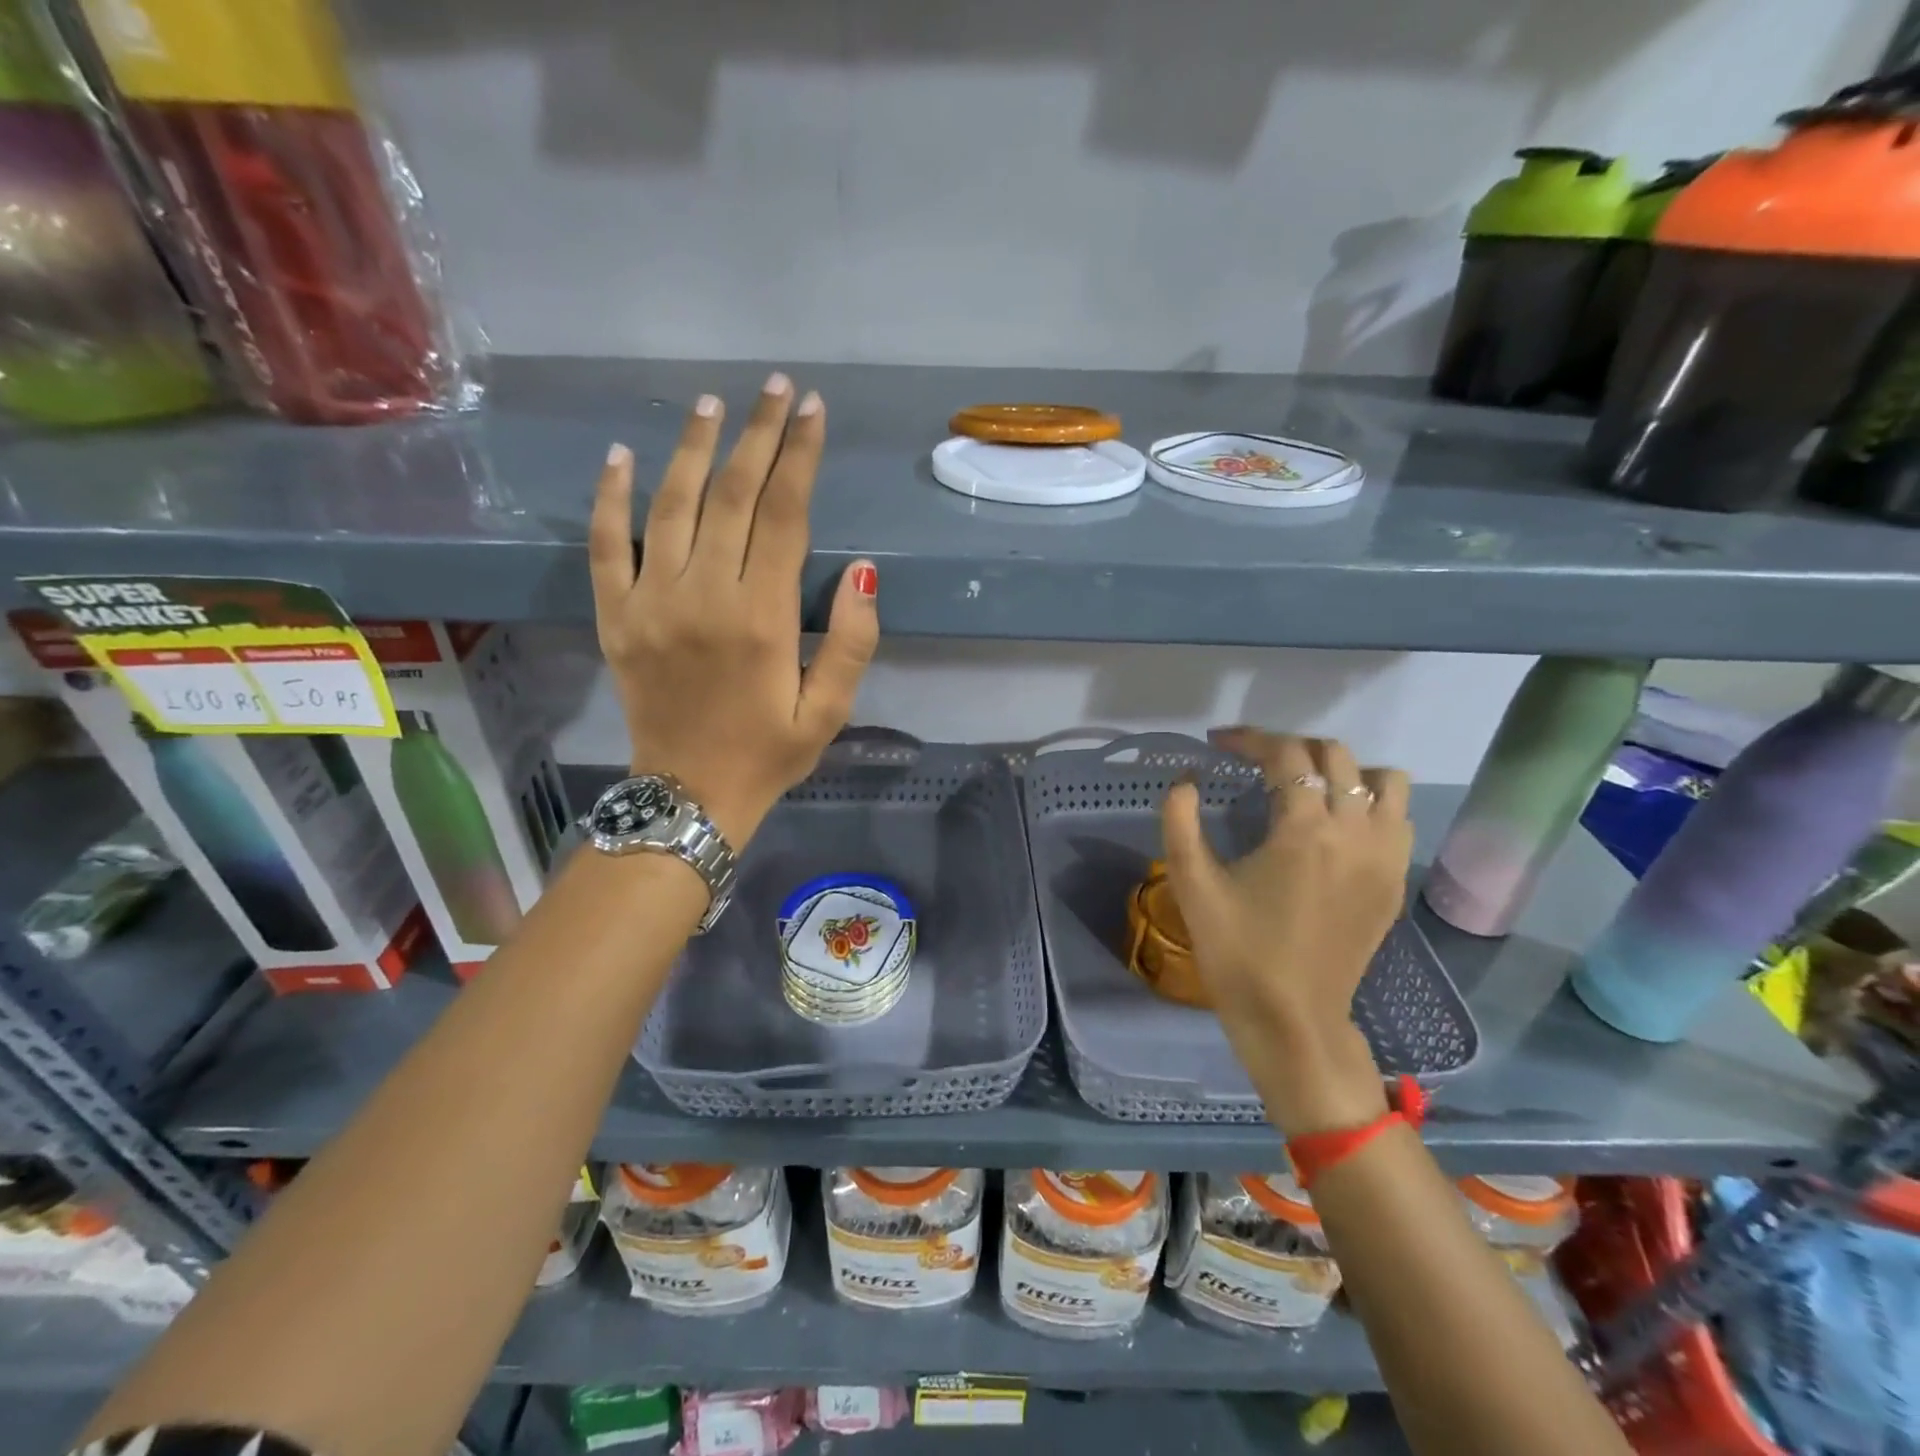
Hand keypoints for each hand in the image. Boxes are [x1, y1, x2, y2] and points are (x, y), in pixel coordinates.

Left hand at [590, 374, 878, 846]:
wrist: (689, 796)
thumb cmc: (769, 753)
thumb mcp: (830, 710)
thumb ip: (853, 641)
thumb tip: (865, 571)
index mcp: (763, 618)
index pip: (784, 516)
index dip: (801, 458)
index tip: (813, 412)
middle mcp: (705, 596)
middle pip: (731, 496)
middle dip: (758, 435)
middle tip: (775, 389)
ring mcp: (651, 602)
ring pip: (671, 506)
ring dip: (692, 448)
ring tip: (712, 404)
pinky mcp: (615, 617)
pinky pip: (607, 545)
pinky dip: (611, 497)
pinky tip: (621, 455)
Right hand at [1161, 729, 1412, 1135]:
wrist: (1292, 1020)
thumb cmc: (1237, 952)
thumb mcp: (1192, 885)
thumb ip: (1180, 822)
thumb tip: (1185, 781)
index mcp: (1304, 830)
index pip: (1285, 756)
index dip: (1249, 740)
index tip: (1218, 743)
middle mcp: (1356, 832)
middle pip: (1336, 756)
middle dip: (1290, 748)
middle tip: (1253, 763)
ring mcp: (1385, 857)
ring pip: (1384, 781)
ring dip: (1343, 771)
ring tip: (1305, 787)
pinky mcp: (1395, 881)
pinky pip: (1398, 818)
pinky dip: (1371, 803)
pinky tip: (1337, 823)